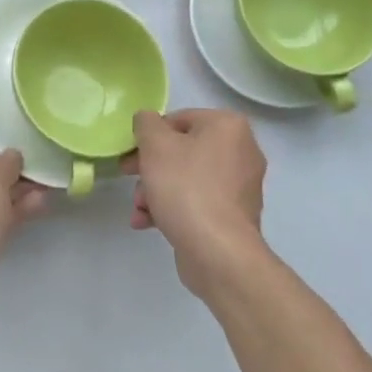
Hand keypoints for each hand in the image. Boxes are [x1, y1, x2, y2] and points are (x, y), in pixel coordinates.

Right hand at [122, 108, 268, 298]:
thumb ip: (146, 123)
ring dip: (157, 190)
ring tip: (139, 209)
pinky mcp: (235, 216)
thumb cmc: (185, 187)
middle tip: (129, 176)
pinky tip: (148, 223)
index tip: (131, 154)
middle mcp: (242, 151)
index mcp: (228, 126)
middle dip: (151, 167)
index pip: (179, 119)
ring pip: (188, 178)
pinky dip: (174, 207)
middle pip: (183, 150)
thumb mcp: (155, 144)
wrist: (218, 252)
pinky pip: (198, 201)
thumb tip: (148, 121)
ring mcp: (241, 186)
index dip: (149, 136)